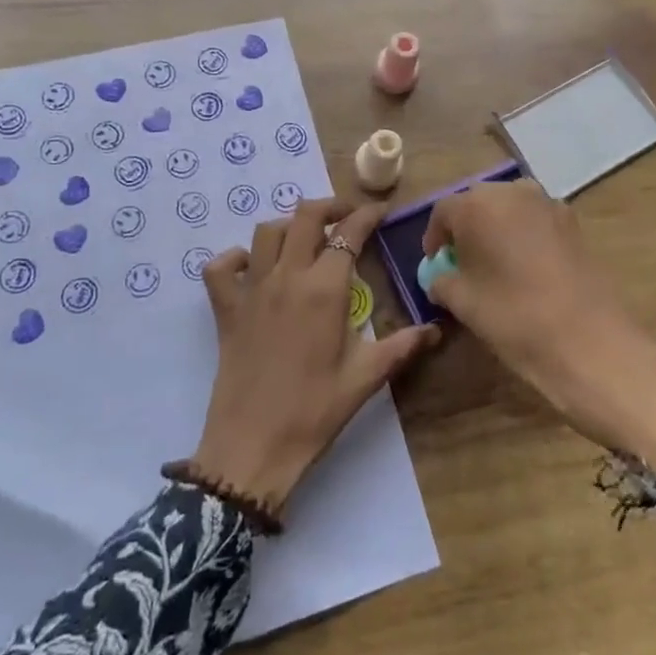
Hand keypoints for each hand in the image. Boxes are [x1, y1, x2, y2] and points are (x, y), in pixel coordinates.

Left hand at [189, 199, 440, 516]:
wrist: (253, 447)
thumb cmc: (314, 412)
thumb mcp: (365, 378)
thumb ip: (401, 346)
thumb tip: (435, 329)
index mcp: (324, 290)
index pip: (348, 233)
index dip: (367, 215)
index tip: (381, 212)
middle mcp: (286, 277)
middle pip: (304, 217)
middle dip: (330, 207)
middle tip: (347, 218)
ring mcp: (251, 290)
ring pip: (265, 233)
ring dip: (289, 227)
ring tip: (306, 240)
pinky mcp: (225, 310)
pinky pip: (220, 268)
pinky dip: (234, 259)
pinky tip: (252, 268)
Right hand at [422, 180, 655, 468]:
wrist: (588, 341)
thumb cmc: (512, 316)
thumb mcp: (462, 302)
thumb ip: (442, 281)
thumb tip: (441, 277)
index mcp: (477, 204)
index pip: (443, 212)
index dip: (435, 238)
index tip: (436, 264)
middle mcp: (512, 191)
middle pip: (478, 203)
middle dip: (467, 228)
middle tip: (464, 263)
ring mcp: (548, 203)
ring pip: (510, 208)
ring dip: (497, 229)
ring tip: (496, 265)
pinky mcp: (574, 222)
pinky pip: (536, 220)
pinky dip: (525, 236)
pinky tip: (527, 269)